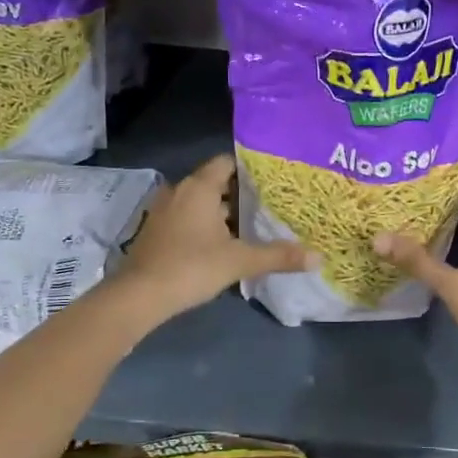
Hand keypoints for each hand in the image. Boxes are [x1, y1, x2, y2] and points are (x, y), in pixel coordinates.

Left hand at [109, 154, 312, 325]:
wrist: (138, 296)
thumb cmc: (191, 267)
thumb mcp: (240, 261)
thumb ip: (278, 256)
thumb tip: (318, 257)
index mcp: (199, 187)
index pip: (227, 162)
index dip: (250, 169)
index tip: (273, 180)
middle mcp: (179, 190)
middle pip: (215, 183)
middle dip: (240, 194)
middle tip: (270, 205)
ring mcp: (164, 210)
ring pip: (200, 202)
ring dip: (221, 212)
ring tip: (251, 225)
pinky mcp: (156, 230)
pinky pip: (186, 217)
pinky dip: (204, 224)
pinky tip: (221, 243)